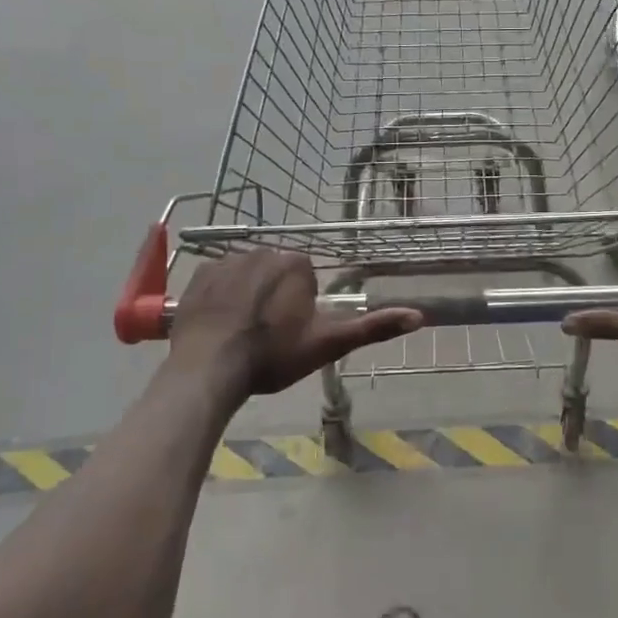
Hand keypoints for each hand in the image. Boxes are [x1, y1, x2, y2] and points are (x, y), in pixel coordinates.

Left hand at [167, 250, 419, 395]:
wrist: (210, 368)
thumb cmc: (274, 356)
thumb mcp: (328, 344)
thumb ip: (373, 328)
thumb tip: (419, 316)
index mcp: (296, 263)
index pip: (307, 280)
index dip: (301, 309)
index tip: (290, 334)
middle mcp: (262, 250)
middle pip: (277, 275)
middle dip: (276, 299)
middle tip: (267, 337)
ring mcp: (226, 259)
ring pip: (248, 276)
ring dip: (249, 297)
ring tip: (241, 333)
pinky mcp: (198, 274)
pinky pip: (218, 279)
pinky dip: (221, 297)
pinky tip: (219, 324)